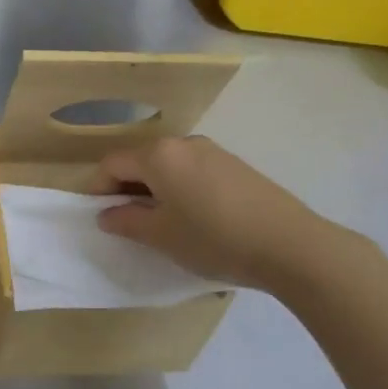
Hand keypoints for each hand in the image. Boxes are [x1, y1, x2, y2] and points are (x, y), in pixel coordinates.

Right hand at [94, 135, 339, 289]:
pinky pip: (194, 172)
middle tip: (128, 222)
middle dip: (127, 188)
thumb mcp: (161, 236)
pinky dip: (181, 189)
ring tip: (163, 224)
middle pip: (141, 161)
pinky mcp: (236, 166)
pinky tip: (195, 219)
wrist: (289, 245)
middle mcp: (184, 143)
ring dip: (156, 190)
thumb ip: (126, 221)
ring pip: (169, 167)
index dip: (98, 188)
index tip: (99, 216)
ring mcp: (213, 152)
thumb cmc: (213, 238)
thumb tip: (107, 214)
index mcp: (159, 155)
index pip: (113, 164)